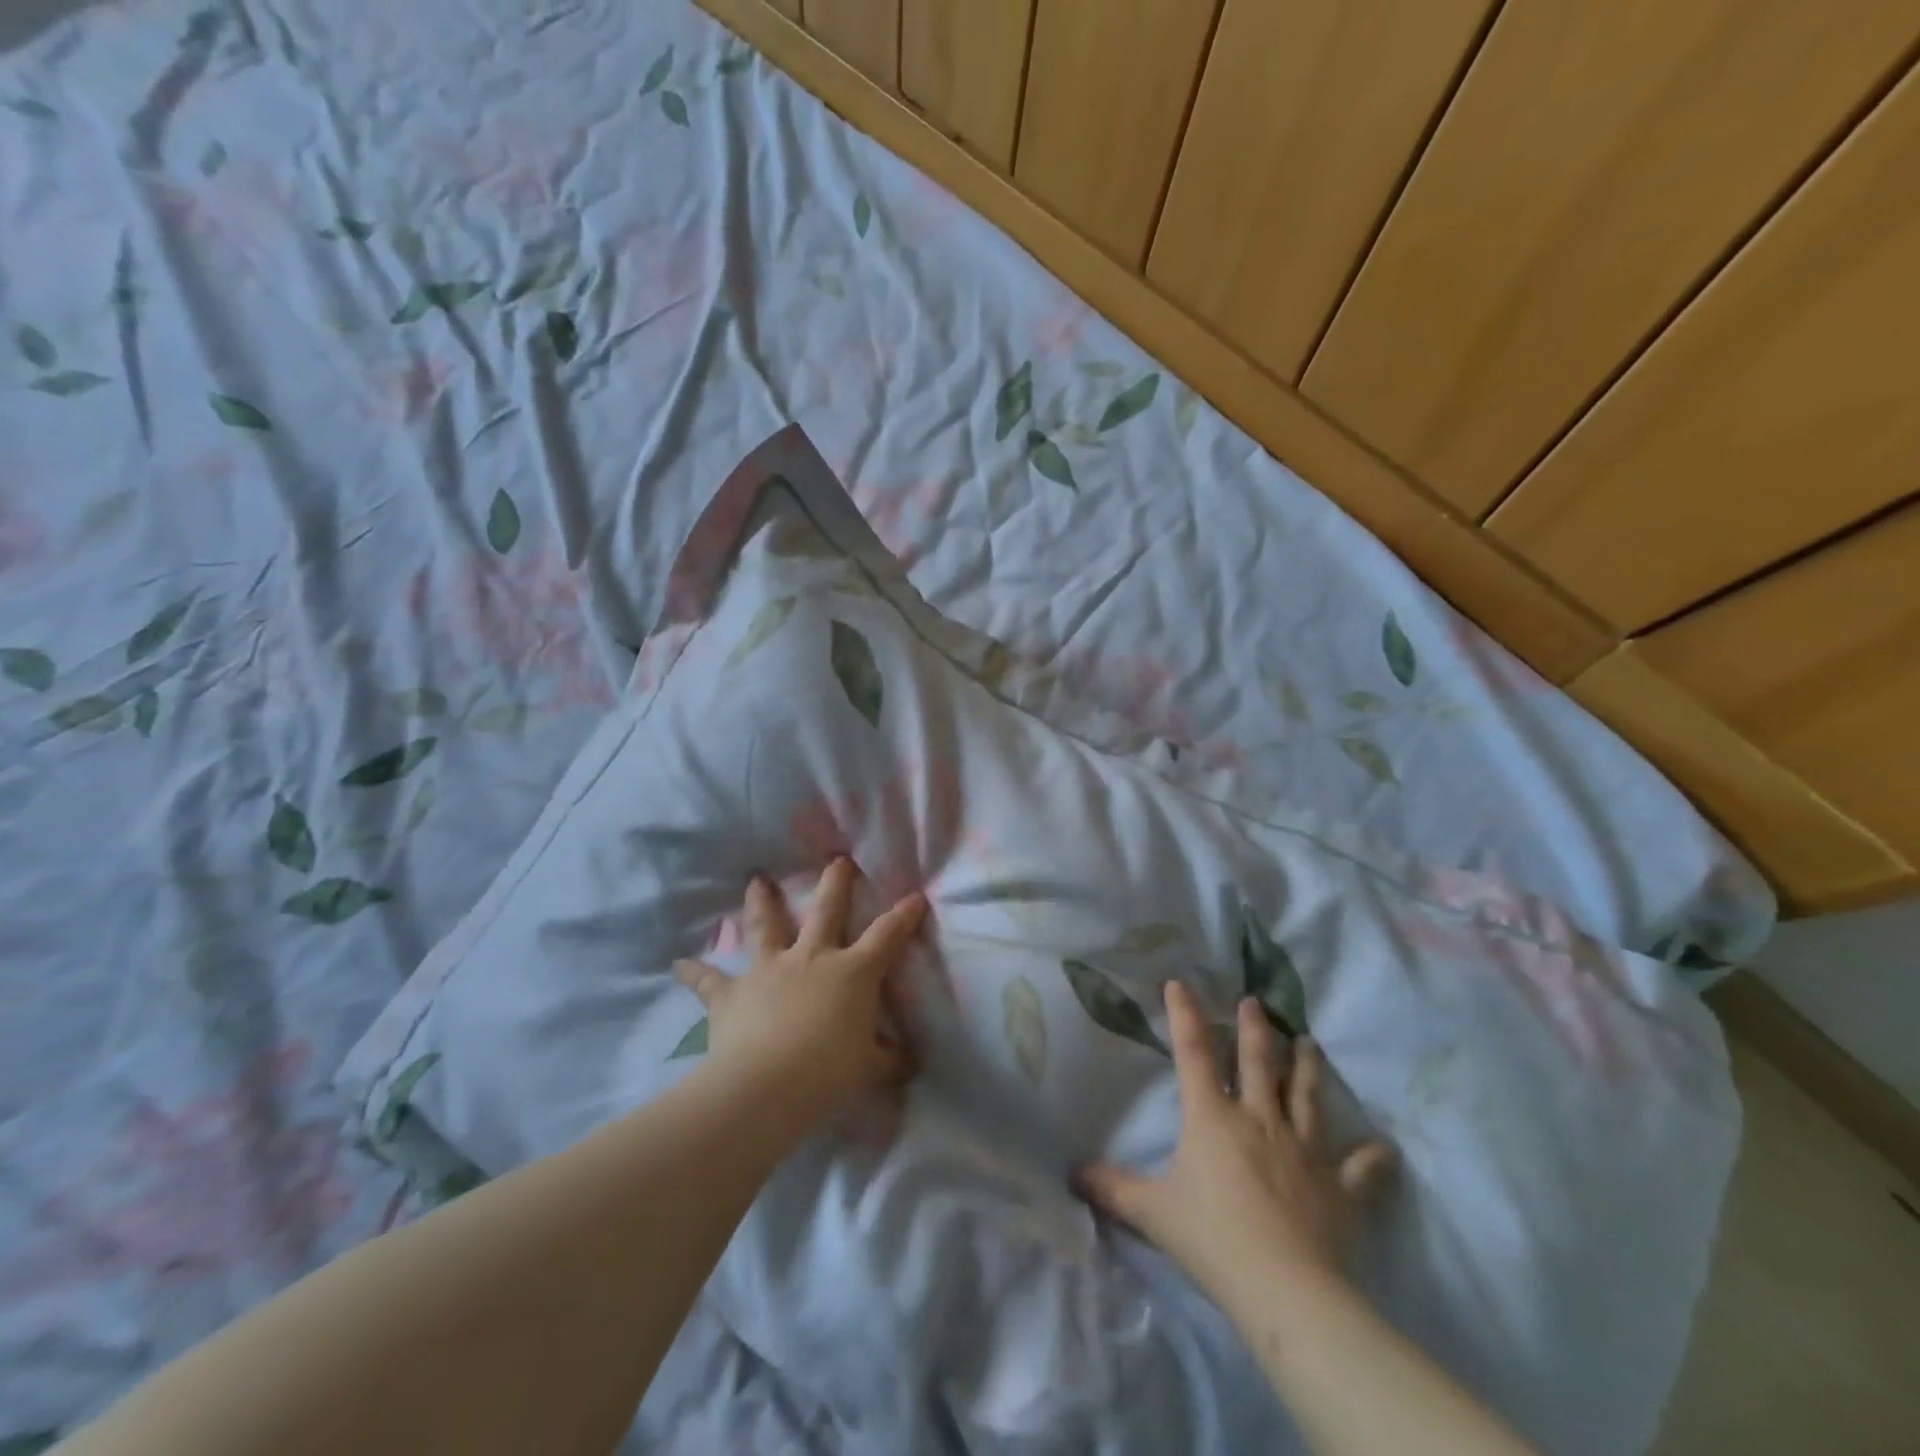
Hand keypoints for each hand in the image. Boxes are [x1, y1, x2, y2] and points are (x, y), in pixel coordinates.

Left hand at [673, 858, 926, 1137]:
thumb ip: (890, 1061)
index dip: (903, 916)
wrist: (764, 1087)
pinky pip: (708, 981)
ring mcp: (768, 970)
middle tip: (837, 861)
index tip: (915, 895)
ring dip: (760, 903)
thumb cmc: (828, 1073)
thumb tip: (911, 1062)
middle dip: (835, 884)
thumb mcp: (870, 1069)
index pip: (886, 936)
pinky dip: (693, 972)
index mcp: (852, 972)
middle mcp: (811, 958)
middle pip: (825, 911)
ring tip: (755, 881)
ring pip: (765, 927)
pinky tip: (678, 964)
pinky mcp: (731, 994)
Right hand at [1076, 982, 1393, 1317]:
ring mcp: (1304, 1149)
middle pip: (1258, 1062)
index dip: (1185, 1015)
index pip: (1192, 1053)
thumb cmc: (1212, 1239)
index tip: (1180, 983)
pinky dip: (1373, 1158)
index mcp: (1212, 1117)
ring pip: (1307, 1096)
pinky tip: (1384, 1148)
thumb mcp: (1151, 1212)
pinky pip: (1360, 1169)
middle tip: (1258, 1003)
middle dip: (1256, 1029)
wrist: (1285, 1291)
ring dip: (1308, 1067)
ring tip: (1310, 1042)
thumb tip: (1071, 1172)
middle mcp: (1259, 1119)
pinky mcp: (1340, 1188)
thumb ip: (1111, 1188)